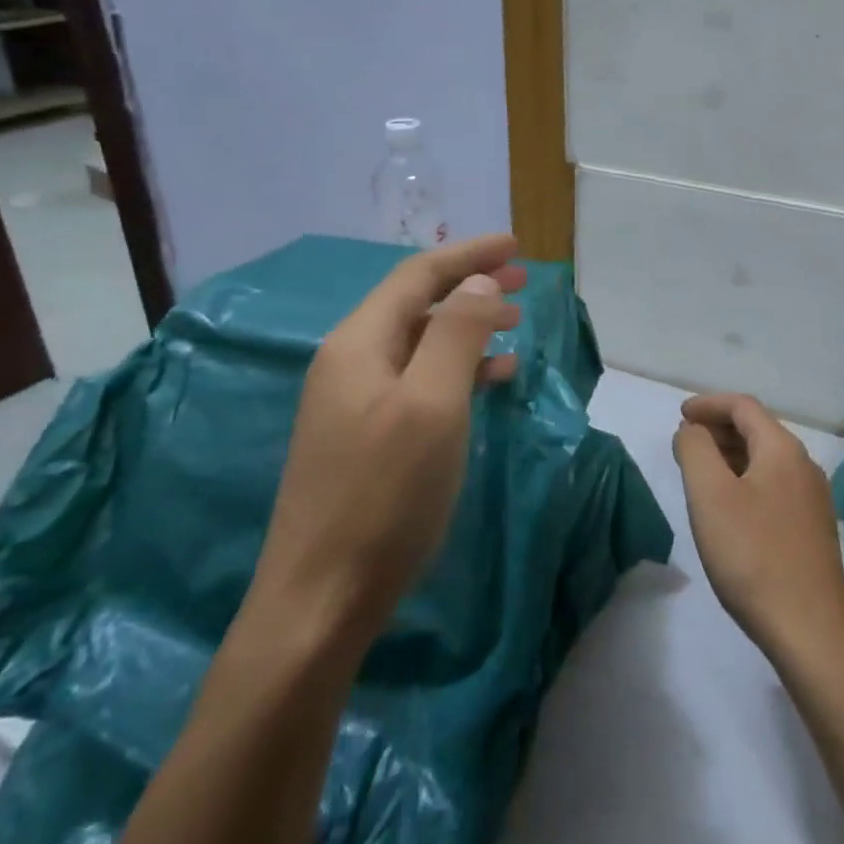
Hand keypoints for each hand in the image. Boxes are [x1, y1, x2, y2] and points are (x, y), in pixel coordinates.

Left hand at [251, 234, 526, 637]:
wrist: (321, 599)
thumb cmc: (384, 495)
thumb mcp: (433, 405)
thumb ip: (457, 334)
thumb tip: (480, 283)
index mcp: (359, 343)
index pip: (418, 276)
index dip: (469, 254)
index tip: (517, 245)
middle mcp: (349, 362)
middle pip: (416, 303)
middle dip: (470, 285)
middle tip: (523, 281)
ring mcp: (353, 401)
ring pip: (419, 343)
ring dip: (467, 327)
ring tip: (515, 327)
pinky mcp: (364, 436)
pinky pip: (417, 381)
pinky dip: (456, 369)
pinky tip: (489, 382)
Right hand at [673, 393, 843, 669]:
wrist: (810, 630)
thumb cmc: (753, 555)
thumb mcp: (711, 496)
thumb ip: (696, 451)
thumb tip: (692, 431)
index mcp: (783, 450)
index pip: (744, 406)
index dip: (709, 404)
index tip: (680, 415)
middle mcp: (804, 465)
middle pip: (758, 429)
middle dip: (718, 428)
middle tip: (685, 442)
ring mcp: (813, 498)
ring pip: (766, 459)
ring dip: (731, 455)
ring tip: (700, 471)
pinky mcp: (812, 528)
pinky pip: (774, 485)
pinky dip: (746, 479)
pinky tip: (729, 506)